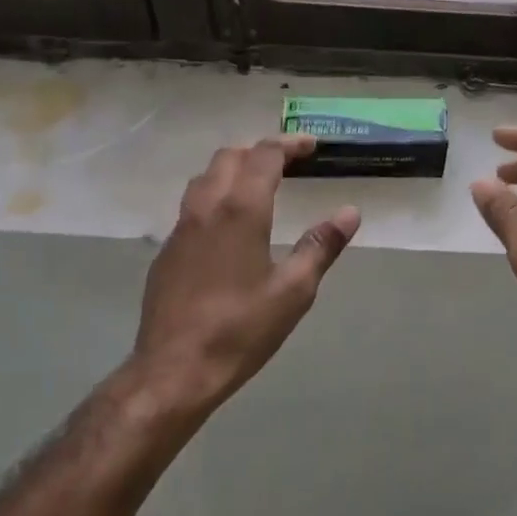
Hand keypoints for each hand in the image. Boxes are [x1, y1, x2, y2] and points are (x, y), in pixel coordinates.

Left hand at [131, 135, 358, 417]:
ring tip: (258, 184)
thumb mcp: (294, 290)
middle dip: (260, 150)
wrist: (173, 371)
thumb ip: (321, 245)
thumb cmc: (240, 329)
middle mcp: (207, 207)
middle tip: (288, 161)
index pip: (264, 155)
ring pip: (205, 177)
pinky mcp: (167, 251)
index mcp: (241, 210)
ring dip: (233, 169)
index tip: (311, 146)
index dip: (289, 144)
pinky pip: (192, 204)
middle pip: (229, 157)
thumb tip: (350, 212)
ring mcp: (181, 228)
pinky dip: (216, 195)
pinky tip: (230, 225)